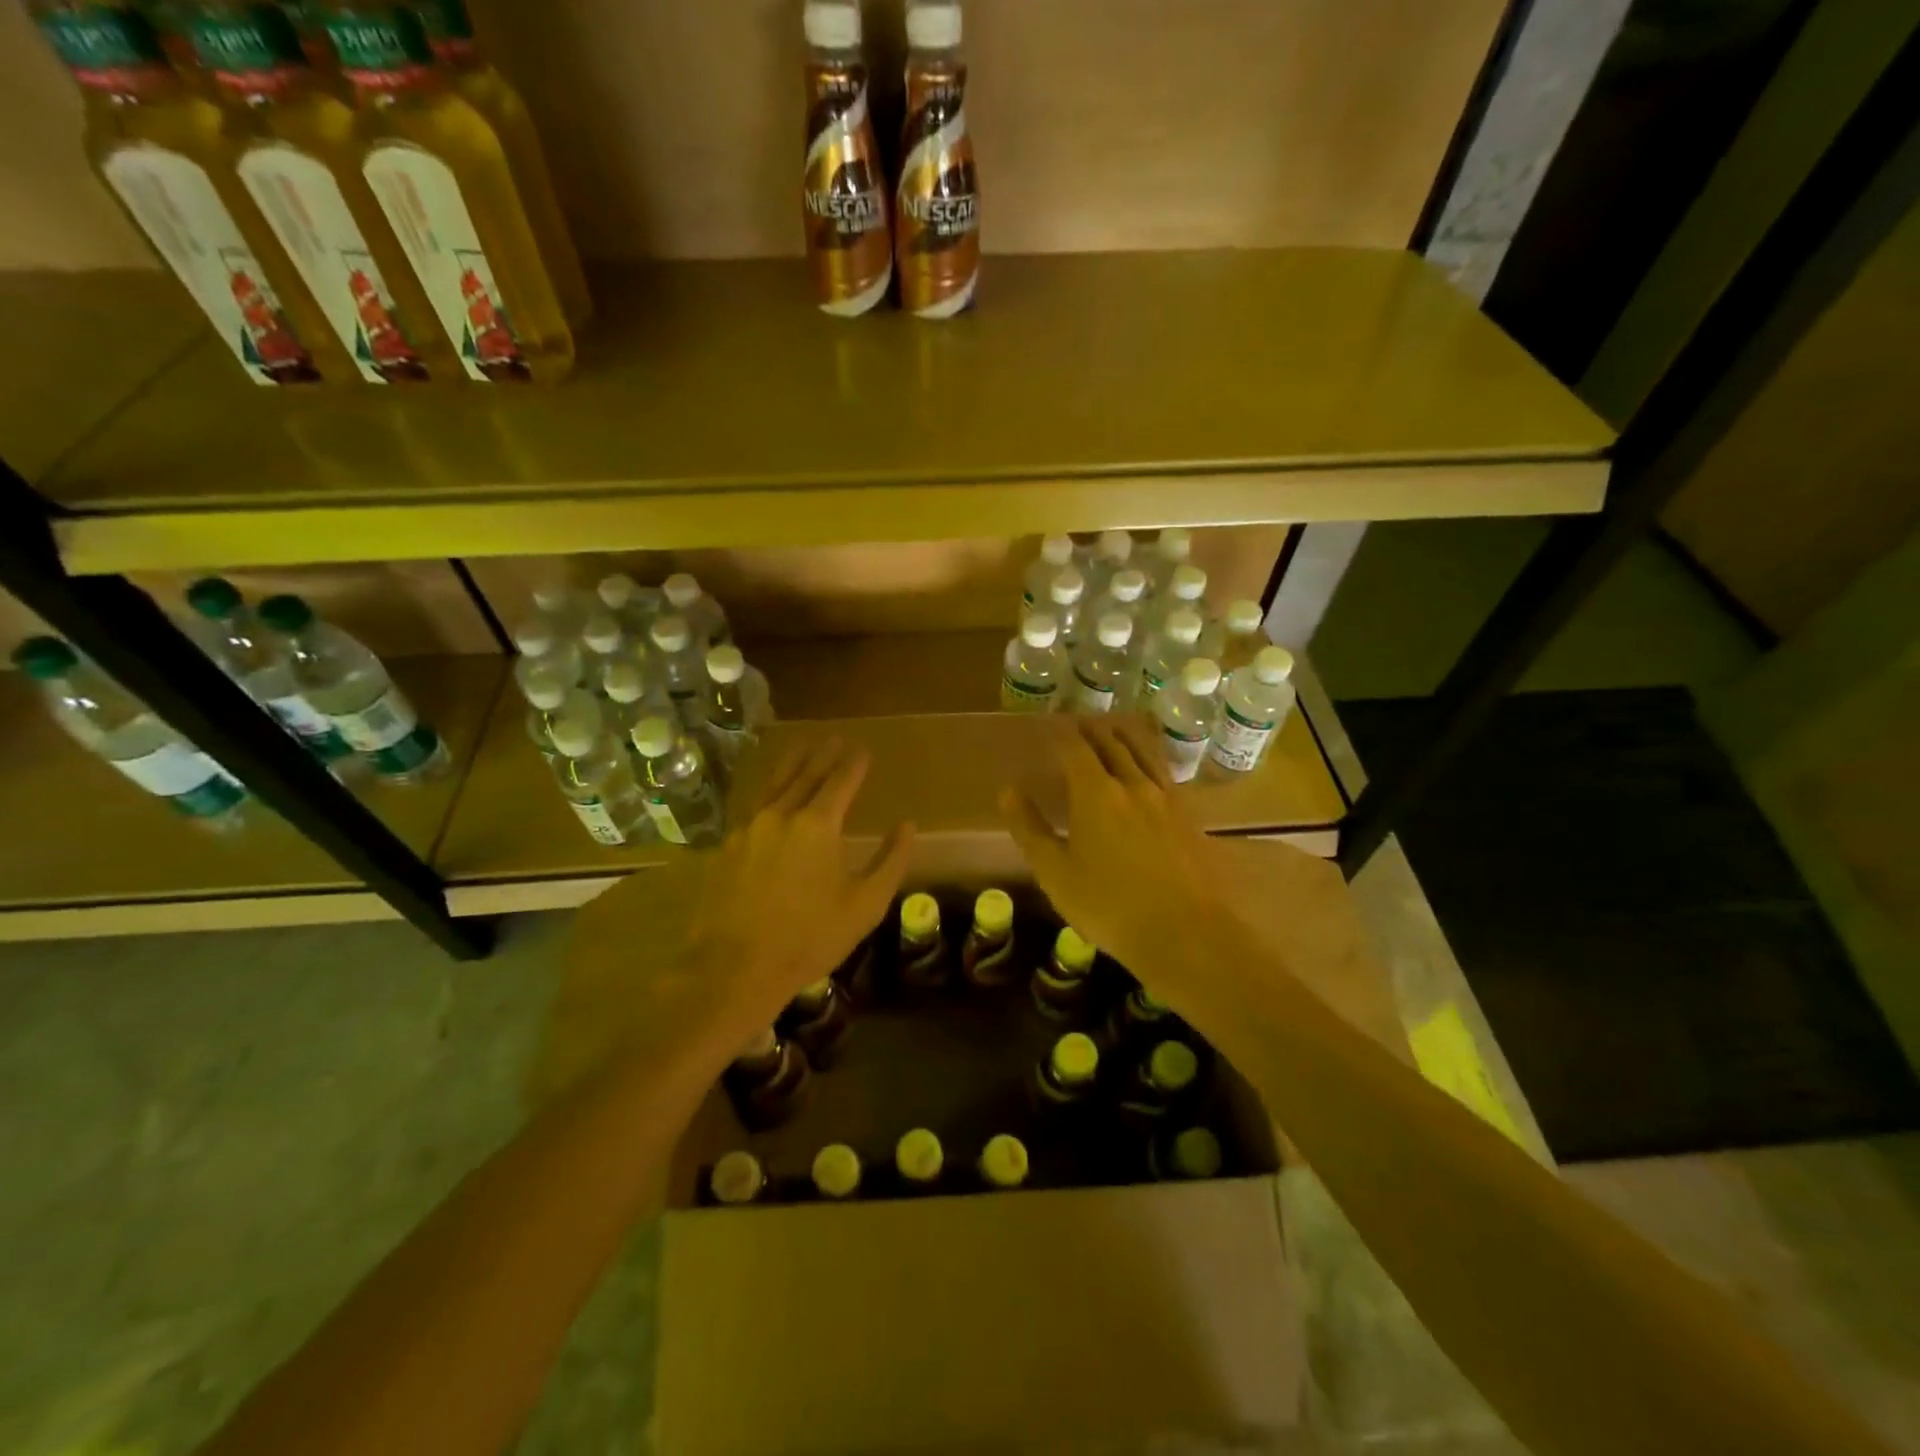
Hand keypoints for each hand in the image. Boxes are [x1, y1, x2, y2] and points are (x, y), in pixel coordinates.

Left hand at [677, 738, 912, 1045]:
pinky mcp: (726, 847)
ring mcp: (748, 829)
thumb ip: (891, 861)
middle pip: (805, 775)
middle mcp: (780, 815)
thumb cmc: (809, 938)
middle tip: (834, 738)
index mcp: (817, 825)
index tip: (862, 749)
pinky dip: (767, 790)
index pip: (840, 782)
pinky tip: (769, 794)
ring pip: (773, 785)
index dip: (853, 764)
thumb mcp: (865, 905)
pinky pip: (752, 806)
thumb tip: (909, 826)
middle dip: (822, 755)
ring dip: (791, 764)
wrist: (735, 968)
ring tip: (801, 747)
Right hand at [1000, 716, 1252, 982]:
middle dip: (1093, 730)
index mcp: (1096, 794)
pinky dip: (1149, 759)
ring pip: (1143, 753)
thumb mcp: (1056, 873)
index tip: (1050, 724)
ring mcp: (1166, 798)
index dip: (1061, 734)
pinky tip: (1148, 769)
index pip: (1075, 749)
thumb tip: (1008, 791)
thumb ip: (1031, 829)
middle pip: (1112, 744)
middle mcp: (1132, 785)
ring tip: (1114, 729)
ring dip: (1124, 737)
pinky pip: (1164, 773)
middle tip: (1079, 721)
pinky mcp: (1189, 816)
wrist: (1185, 933)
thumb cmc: (1109, 906)